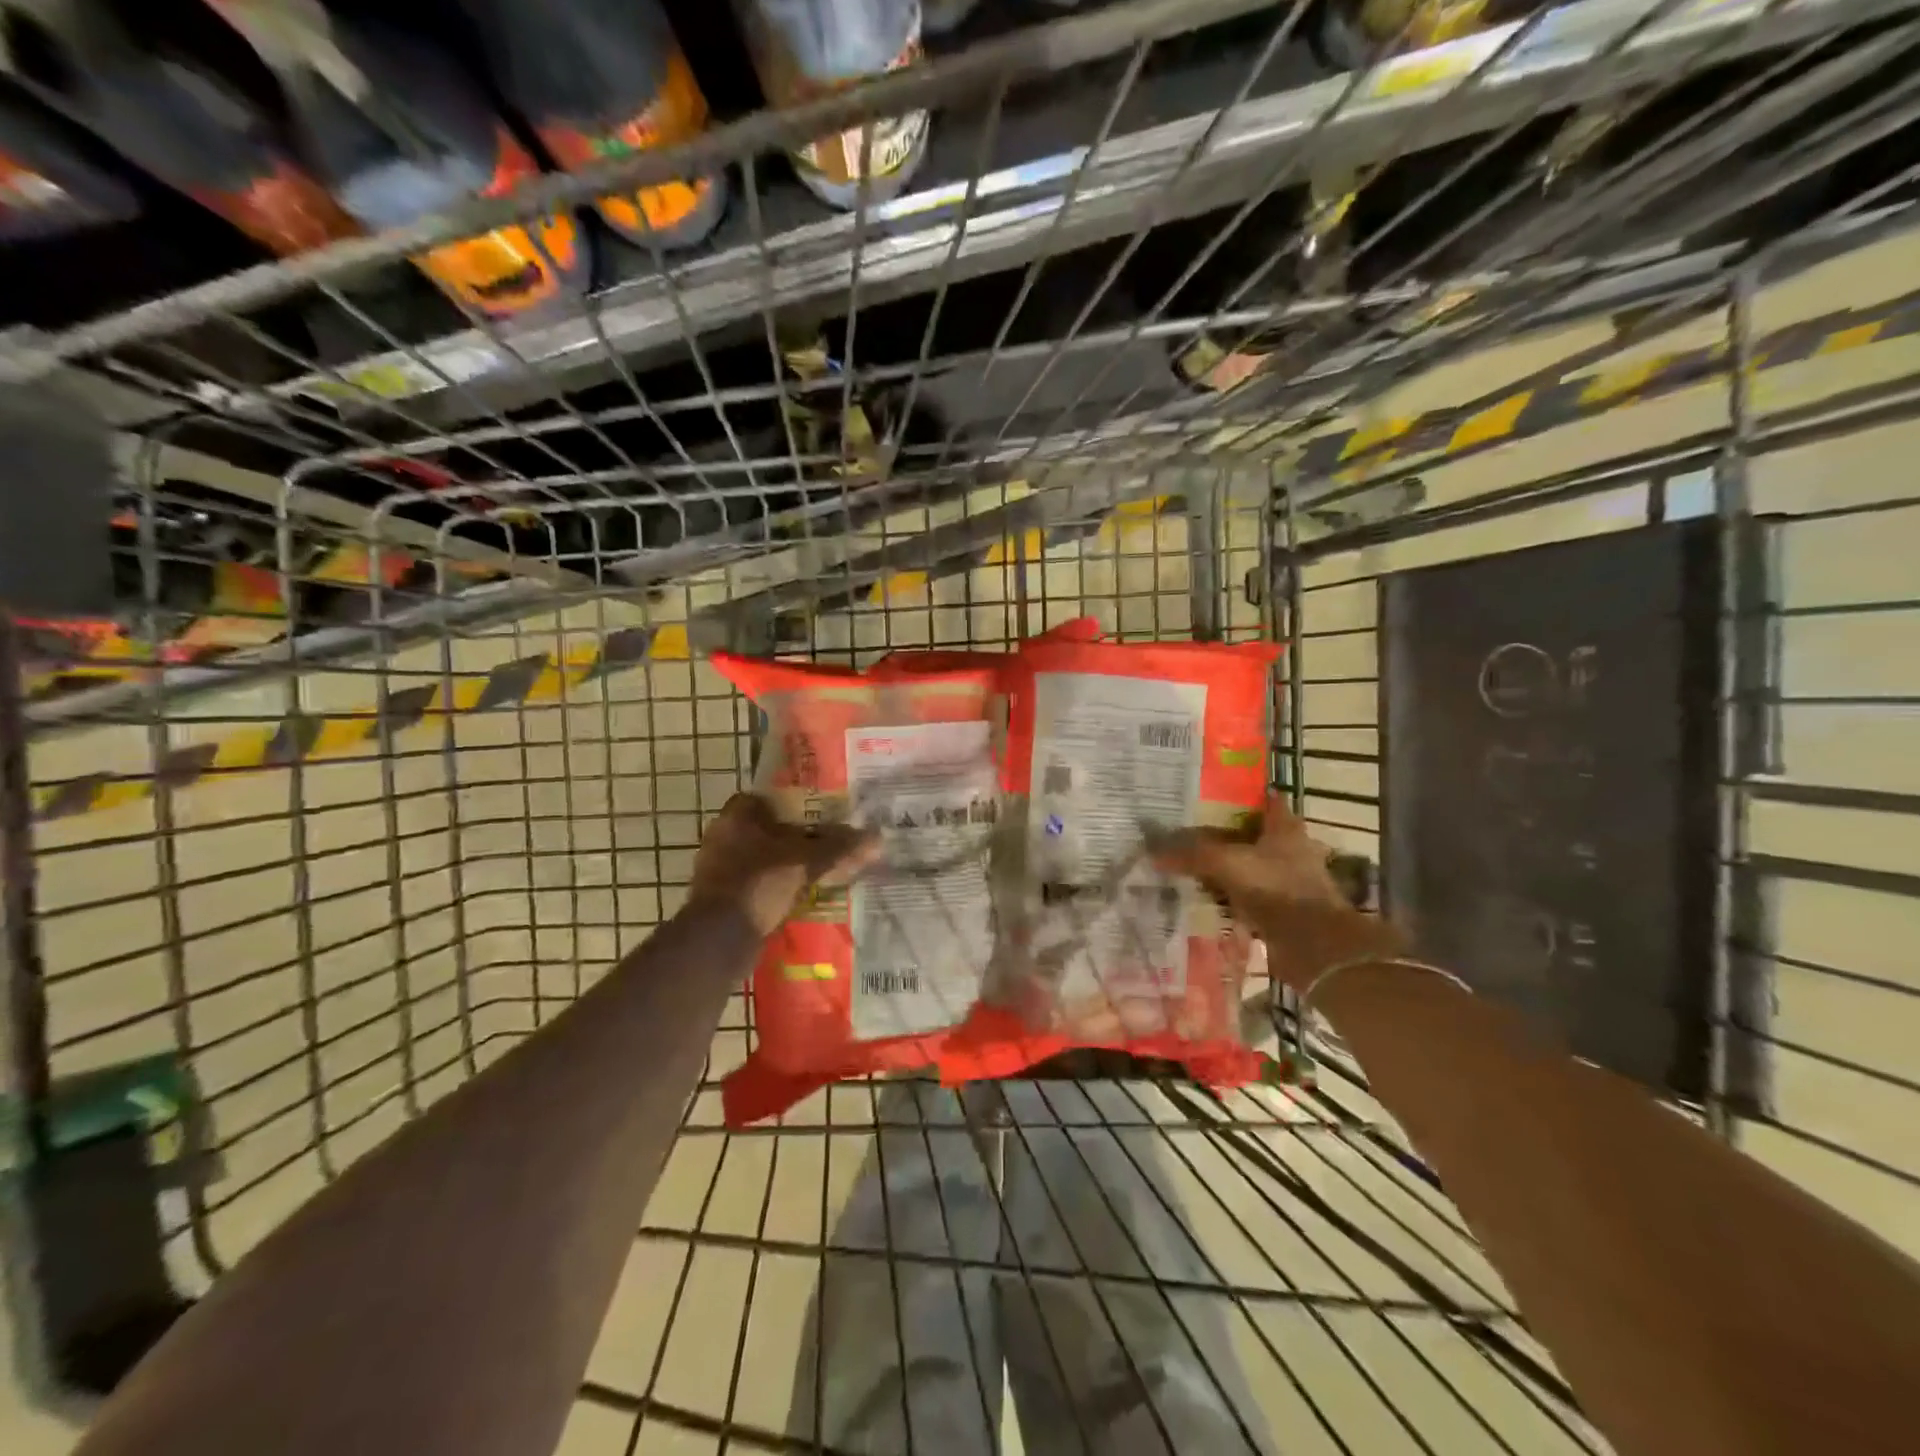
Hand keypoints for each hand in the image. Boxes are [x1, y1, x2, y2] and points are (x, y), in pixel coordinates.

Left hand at [688, 792, 879, 936]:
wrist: (720, 936)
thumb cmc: (761, 882)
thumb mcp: (807, 861)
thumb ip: (839, 848)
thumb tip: (877, 838)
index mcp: (736, 816)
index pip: (767, 799)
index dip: (794, 806)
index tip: (818, 817)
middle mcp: (721, 836)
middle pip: (765, 830)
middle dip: (792, 839)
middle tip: (823, 846)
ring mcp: (715, 868)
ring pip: (758, 859)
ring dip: (782, 866)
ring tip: (815, 873)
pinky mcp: (717, 898)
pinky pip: (752, 885)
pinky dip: (771, 889)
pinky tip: (795, 898)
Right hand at [1150, 794, 1404, 992]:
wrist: (1312, 946)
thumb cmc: (1275, 889)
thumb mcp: (1226, 863)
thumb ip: (1190, 854)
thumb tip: (1151, 852)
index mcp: (1284, 826)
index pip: (1263, 798)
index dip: (1237, 794)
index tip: (1206, 794)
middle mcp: (1289, 848)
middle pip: (1252, 832)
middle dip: (1222, 831)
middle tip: (1186, 830)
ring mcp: (1286, 880)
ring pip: (1248, 864)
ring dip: (1224, 865)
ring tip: (1187, 863)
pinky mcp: (1281, 908)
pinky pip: (1247, 895)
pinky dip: (1228, 895)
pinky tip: (1203, 896)